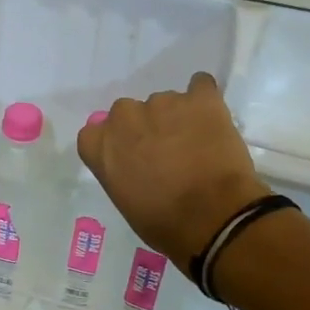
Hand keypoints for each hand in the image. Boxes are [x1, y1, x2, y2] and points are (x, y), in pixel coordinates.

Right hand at [77, 73, 263, 273]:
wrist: (213, 218)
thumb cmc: (163, 223)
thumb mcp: (125, 201)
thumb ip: (120, 171)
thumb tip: (136, 164)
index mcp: (100, 143)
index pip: (96, 132)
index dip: (115, 144)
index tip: (130, 159)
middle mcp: (125, 116)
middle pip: (129, 113)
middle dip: (144, 128)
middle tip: (166, 152)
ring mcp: (163, 102)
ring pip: (165, 103)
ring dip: (176, 118)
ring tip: (197, 145)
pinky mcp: (200, 98)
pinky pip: (200, 86)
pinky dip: (204, 100)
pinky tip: (211, 119)